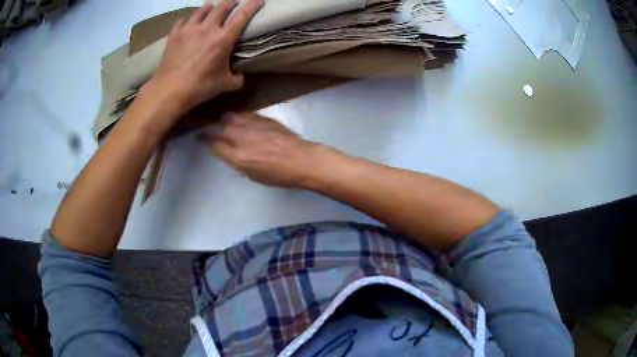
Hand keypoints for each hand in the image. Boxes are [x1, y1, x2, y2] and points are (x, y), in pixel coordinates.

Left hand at [148, 0, 263, 112]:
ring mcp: (189, 29)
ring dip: (209, 7)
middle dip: (230, 3)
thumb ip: (237, 79)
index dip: (252, 5)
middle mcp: (208, 28)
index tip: (258, 0)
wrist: (170, 90)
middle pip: (222, 7)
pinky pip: (183, 20)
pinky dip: (189, 19)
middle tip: (233, 3)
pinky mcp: (175, 34)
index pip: (242, 16)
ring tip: (211, 8)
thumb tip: (241, 76)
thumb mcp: (225, 85)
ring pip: (202, 10)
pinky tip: (189, 21)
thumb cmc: (200, 86)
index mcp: (224, 38)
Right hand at [198, 112, 320, 187]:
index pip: (216, 145)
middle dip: (212, 127)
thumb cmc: (279, 175)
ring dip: (225, 119)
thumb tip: (228, 153)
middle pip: (221, 127)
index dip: (206, 141)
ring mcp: (253, 125)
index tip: (200, 138)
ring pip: (232, 117)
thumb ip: (238, 163)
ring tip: (223, 121)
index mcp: (239, 156)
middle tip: (207, 126)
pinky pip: (246, 114)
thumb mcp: (254, 176)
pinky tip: (240, 119)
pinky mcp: (264, 119)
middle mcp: (243, 138)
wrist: (301, 160)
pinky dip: (239, 117)